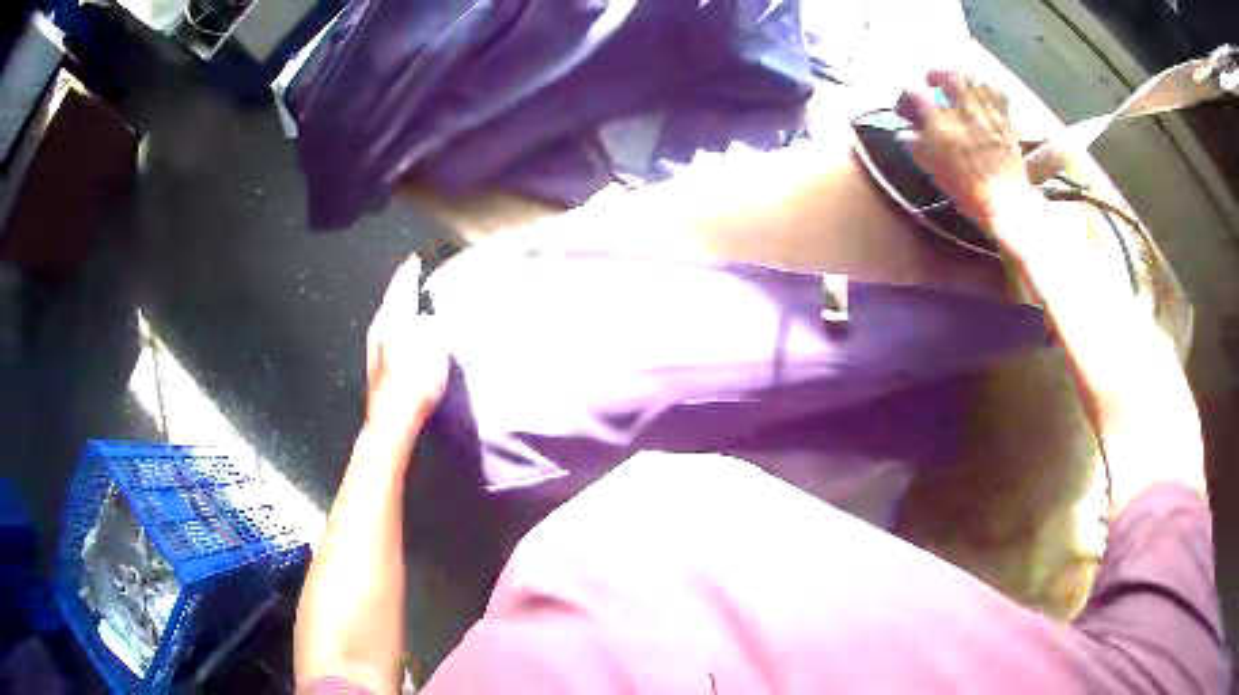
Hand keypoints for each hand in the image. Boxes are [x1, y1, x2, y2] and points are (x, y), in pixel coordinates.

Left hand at [365, 256, 448, 443]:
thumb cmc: (415, 380)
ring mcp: (375, 347)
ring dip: (403, 307)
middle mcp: (379, 327)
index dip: (412, 270)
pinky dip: (401, 325)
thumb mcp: (434, 343)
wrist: (392, 421)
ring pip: (390, 316)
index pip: (402, 284)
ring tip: (417, 302)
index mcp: (392, 317)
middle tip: (419, 275)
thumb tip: (427, 318)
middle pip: (392, 299)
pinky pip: (391, 332)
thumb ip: (432, 323)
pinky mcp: (377, 365)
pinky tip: (409, 334)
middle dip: (406, 286)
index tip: (418, 258)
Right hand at [895, 71, 1037, 236]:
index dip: (907, 92)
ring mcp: (986, 113)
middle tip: (931, 79)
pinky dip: (988, 87)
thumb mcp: (935, 171)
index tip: (907, 98)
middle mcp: (963, 112)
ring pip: (972, 79)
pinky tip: (983, 92)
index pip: (915, 92)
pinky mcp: (1005, 120)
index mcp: (941, 125)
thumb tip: (904, 133)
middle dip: (935, 73)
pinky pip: (997, 92)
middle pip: (946, 75)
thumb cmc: (969, 191)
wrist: (1006, 203)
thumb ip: (917, 147)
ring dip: (961, 78)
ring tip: (956, 83)